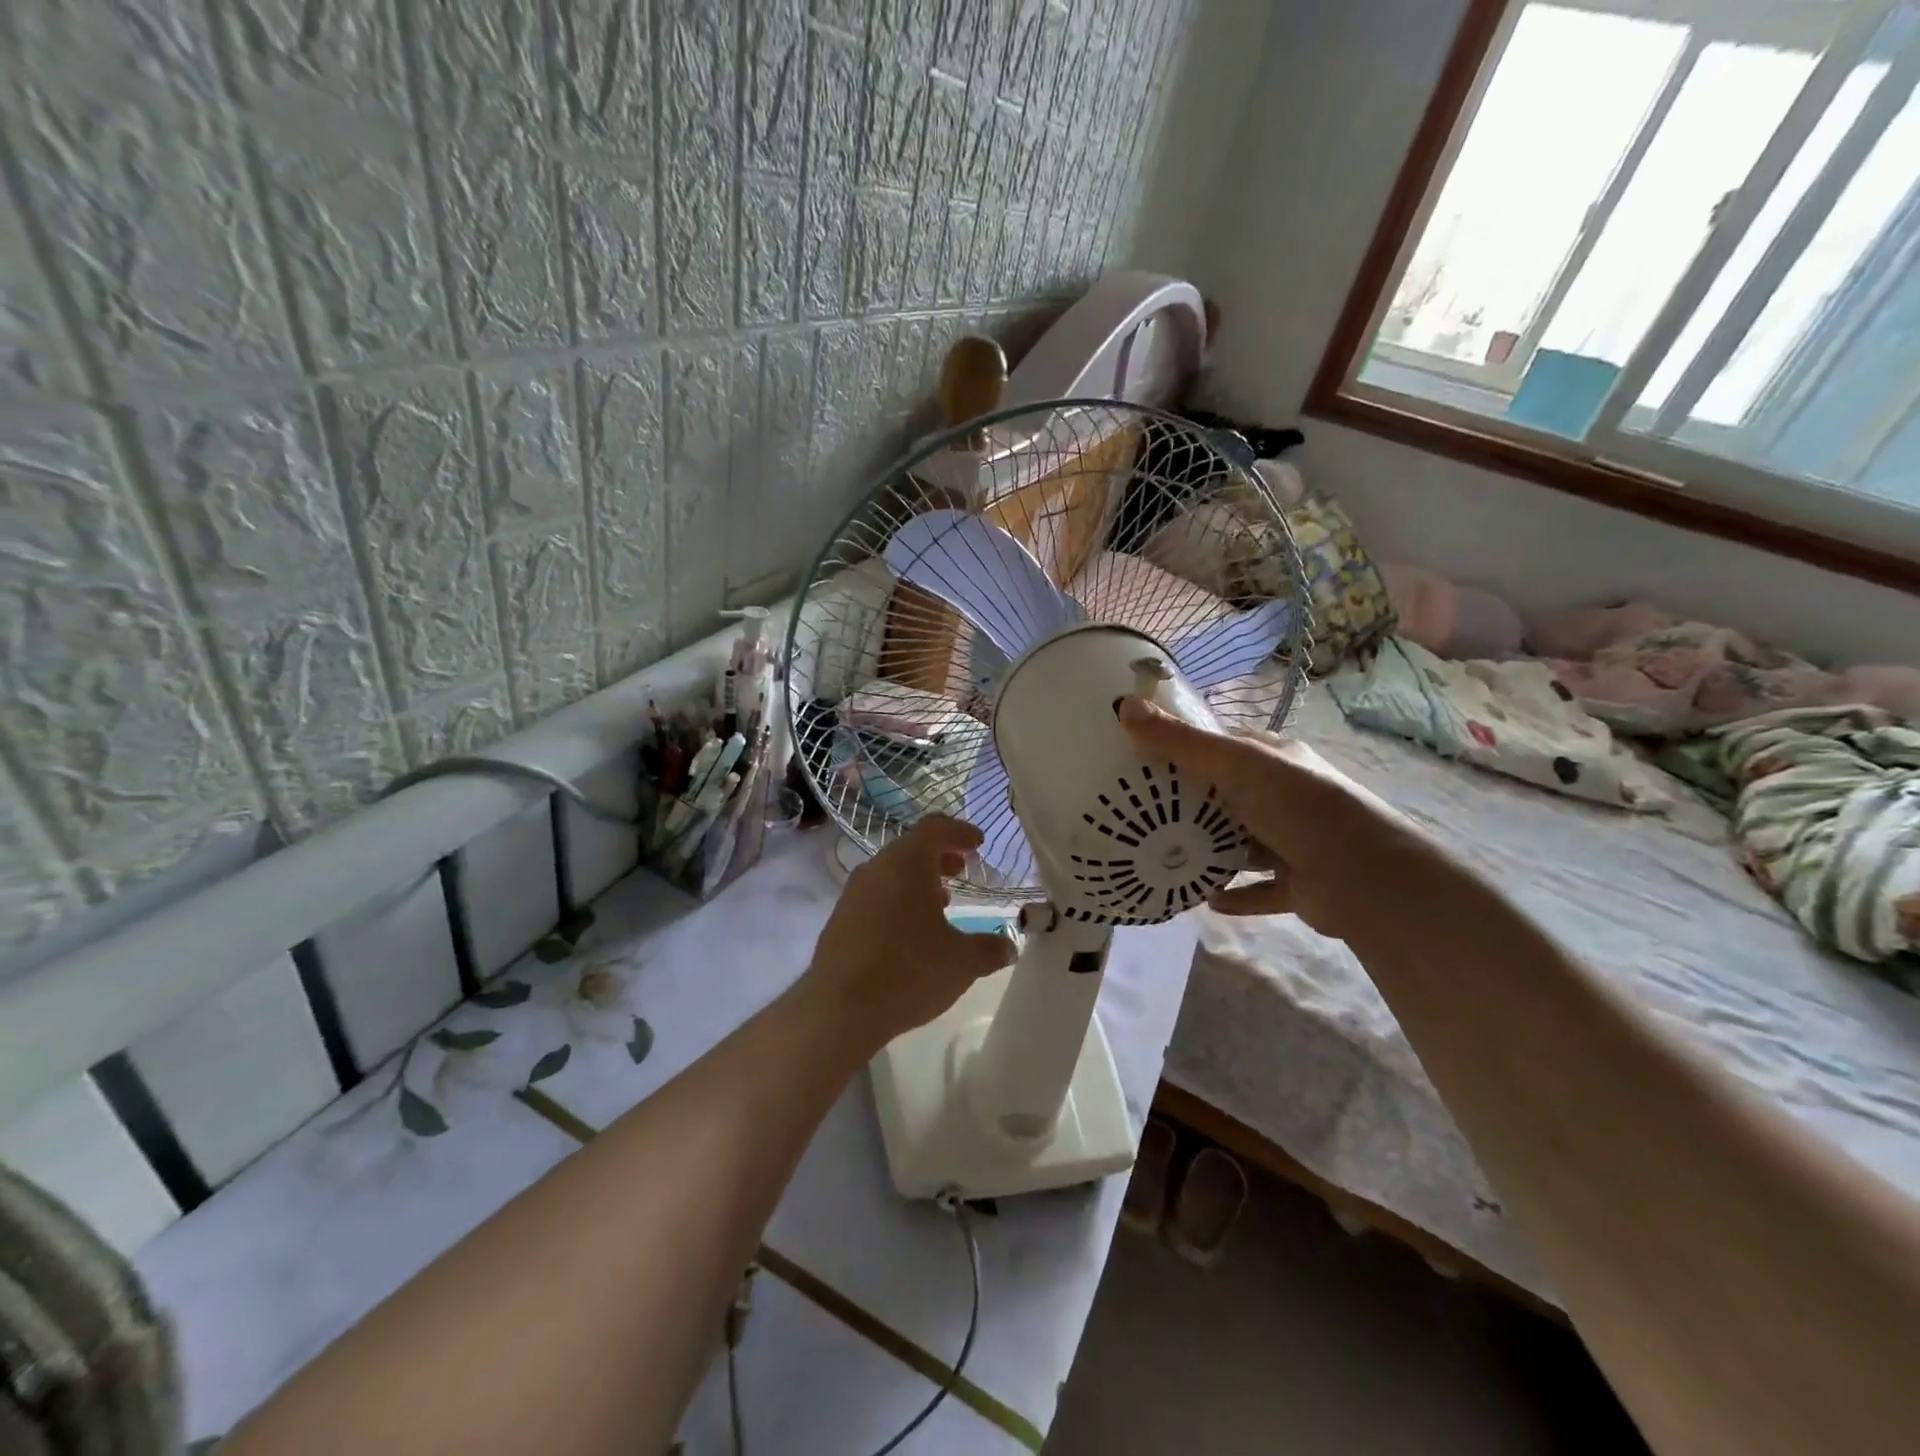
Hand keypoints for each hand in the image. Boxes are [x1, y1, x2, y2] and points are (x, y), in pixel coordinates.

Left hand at [804, 816, 1016, 1048]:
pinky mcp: (840, 919)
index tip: (978, 843)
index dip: (960, 831)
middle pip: (911, 848)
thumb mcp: (963, 962)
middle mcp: (877, 868)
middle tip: (962, 870)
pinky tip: (911, 930)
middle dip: (940, 856)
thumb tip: (1008, 947)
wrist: (840, 1009)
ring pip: (892, 873)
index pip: (935, 828)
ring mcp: (853, 893)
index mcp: (907, 863)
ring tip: (942, 902)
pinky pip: (876, 896)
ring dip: (918, 881)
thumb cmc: (909, 971)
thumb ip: (990, 949)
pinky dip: (898, 900)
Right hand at [1118, 697, 1405, 939]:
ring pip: (1242, 844)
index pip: (1226, 746)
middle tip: (1143, 814)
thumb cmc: (1298, 806)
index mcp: (1275, 760)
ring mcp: (1295, 841)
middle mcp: (1286, 796)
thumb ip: (1180, 742)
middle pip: (1229, 796)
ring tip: (1166, 858)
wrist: (1364, 877)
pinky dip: (1234, 895)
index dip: (1187, 748)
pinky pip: (1258, 889)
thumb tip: (1124, 705)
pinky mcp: (1299, 884)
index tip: (1145, 760)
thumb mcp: (1234, 764)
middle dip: (1191, 805)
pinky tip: (1204, 900)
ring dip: (1211, 852)